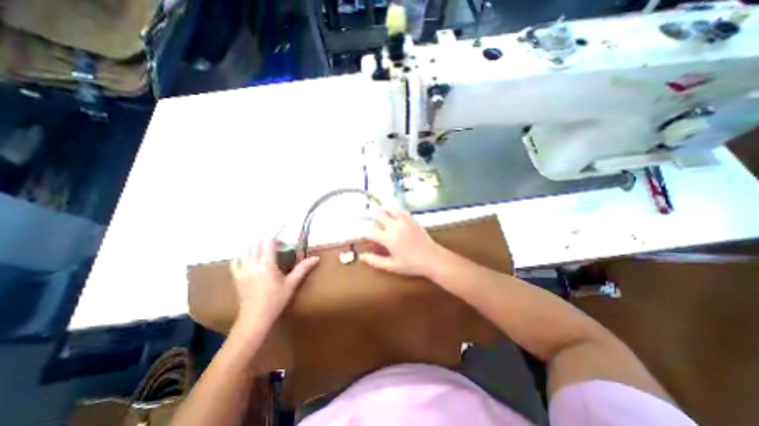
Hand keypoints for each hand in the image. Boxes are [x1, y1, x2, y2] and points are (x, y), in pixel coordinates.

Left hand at [227, 242, 317, 326]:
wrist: (255, 318)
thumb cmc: (275, 301)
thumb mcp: (291, 284)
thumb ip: (302, 268)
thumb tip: (316, 258)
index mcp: (266, 264)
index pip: (268, 243)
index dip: (276, 237)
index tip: (284, 241)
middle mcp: (252, 264)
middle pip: (257, 244)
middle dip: (268, 241)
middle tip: (278, 247)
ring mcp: (242, 270)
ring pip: (246, 251)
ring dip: (256, 247)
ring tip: (266, 251)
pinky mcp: (236, 277)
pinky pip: (236, 261)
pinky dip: (243, 256)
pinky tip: (250, 259)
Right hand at [359, 204, 442, 276]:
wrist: (432, 258)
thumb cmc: (411, 264)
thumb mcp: (392, 265)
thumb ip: (375, 261)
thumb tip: (361, 257)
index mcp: (388, 238)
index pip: (371, 232)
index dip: (364, 233)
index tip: (361, 235)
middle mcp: (395, 226)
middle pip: (378, 215)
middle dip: (367, 214)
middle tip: (360, 214)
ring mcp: (404, 221)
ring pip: (389, 208)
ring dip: (381, 209)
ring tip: (375, 210)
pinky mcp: (412, 219)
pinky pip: (401, 210)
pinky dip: (393, 209)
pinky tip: (391, 212)